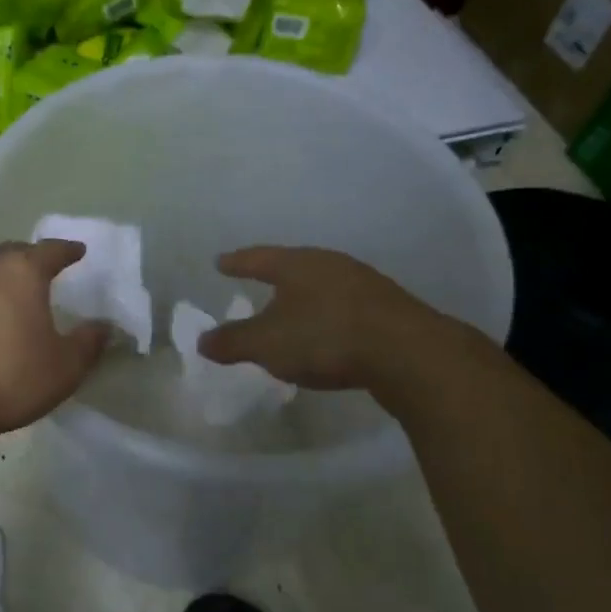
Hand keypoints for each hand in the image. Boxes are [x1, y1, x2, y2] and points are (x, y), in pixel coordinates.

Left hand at [0, 240, 108, 438]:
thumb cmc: (10, 380)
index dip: (68, 250)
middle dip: (26, 260)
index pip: (52, 250)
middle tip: (36, 276)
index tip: (77, 252)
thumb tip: (104, 326)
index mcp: (23, 272)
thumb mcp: (65, 367)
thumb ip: (89, 342)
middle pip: (11, 252)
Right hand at [198, 246, 441, 390]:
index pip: (258, 258)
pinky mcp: (389, 309)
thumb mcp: (267, 344)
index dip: (237, 262)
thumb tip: (202, 341)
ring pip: (323, 286)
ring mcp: (364, 284)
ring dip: (305, 299)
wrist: (408, 353)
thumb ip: (232, 342)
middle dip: (274, 277)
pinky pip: (346, 308)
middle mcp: (331, 265)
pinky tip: (328, 334)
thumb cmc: (325, 338)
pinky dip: (329, 317)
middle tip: (257, 283)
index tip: (221, 262)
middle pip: (294, 267)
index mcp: (297, 264)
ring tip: (291, 312)